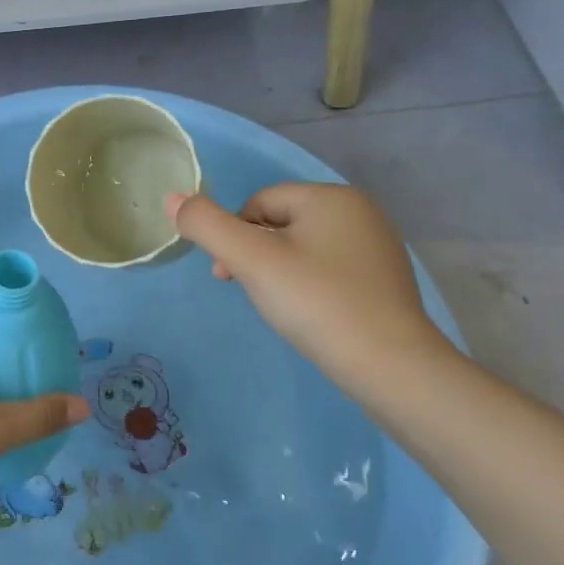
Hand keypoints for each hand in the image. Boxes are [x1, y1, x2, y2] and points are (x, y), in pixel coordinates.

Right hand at [167, 185, 452, 374]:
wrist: (392, 368)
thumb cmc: (316, 302)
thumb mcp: (251, 260)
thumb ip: (206, 224)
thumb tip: (171, 197)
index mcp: (331, 197)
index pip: (258, 202)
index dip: (233, 236)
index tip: (227, 276)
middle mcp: (361, 212)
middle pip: (281, 222)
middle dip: (255, 254)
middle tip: (251, 292)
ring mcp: (378, 248)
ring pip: (304, 248)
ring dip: (280, 271)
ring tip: (282, 307)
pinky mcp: (387, 281)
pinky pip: (330, 270)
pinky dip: (310, 286)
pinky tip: (312, 315)